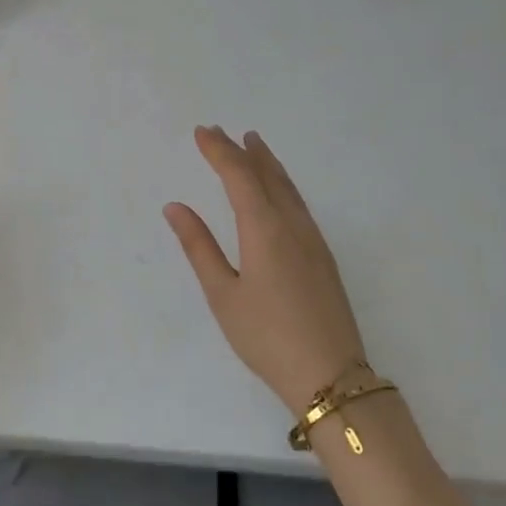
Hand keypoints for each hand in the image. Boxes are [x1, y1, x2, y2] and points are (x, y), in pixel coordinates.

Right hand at [165, 127, 368, 413]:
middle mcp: (292, 225)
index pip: (239, 177)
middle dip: (242, 151)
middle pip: (266, 175)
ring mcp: (313, 240)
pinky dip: (282, 184)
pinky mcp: (323, 256)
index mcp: (264, 230)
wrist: (330, 375)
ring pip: (288, 188)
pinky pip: (299, 204)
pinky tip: (279, 190)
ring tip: (254, 144)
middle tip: (222, 131)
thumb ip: (199, 247)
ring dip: (267, 163)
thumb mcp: (222, 294)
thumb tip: (175, 207)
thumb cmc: (266, 337)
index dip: (219, 151)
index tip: (202, 132)